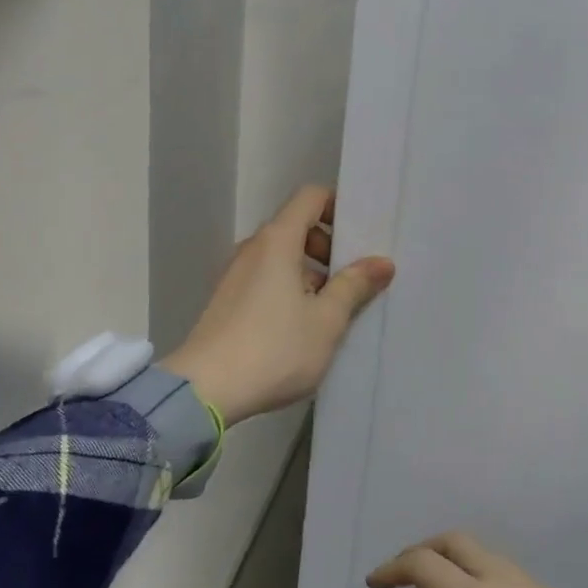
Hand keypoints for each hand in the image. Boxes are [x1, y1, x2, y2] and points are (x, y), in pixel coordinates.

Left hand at [160, 185, 393, 425]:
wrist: (205, 390)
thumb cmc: (275, 348)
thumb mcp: (326, 320)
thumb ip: (355, 286)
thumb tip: (382, 262)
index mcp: (278, 241)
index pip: (310, 197)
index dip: (338, 207)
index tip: (360, 237)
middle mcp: (253, 248)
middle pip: (296, 227)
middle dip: (328, 248)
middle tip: (352, 281)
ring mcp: (235, 275)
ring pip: (282, 257)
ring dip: (310, 274)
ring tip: (331, 312)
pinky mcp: (227, 300)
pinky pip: (266, 279)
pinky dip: (288, 289)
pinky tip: (301, 328)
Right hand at [366, 533, 587, 587]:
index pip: (425, 564)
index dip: (393, 568)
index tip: (374, 584)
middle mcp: (506, 585)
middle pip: (456, 542)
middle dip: (423, 550)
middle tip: (401, 577)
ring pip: (486, 553)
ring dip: (454, 559)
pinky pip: (508, 571)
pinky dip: (481, 572)